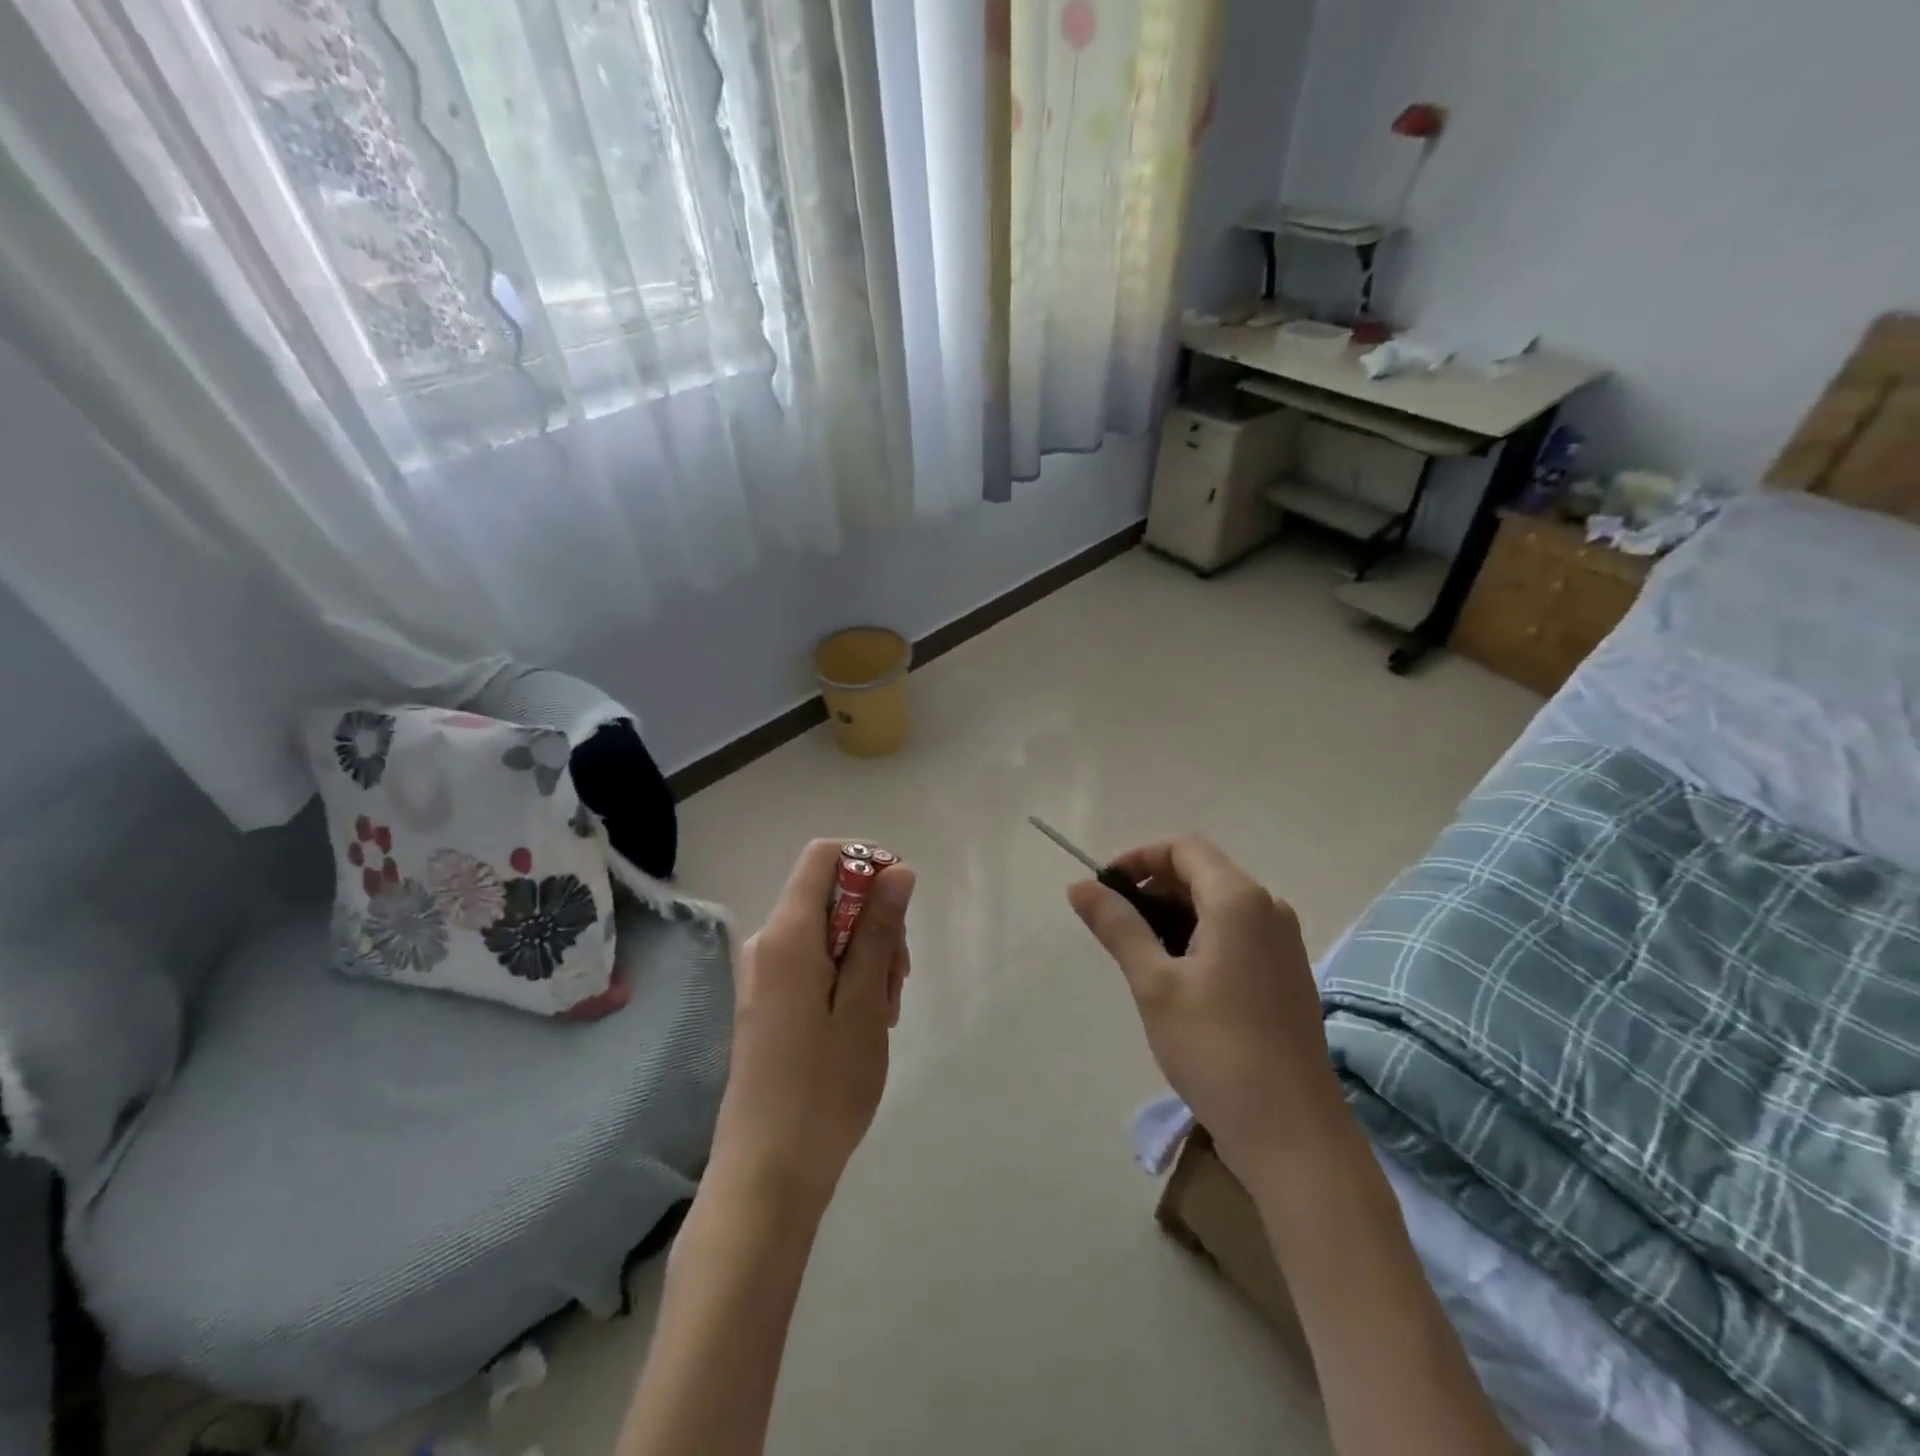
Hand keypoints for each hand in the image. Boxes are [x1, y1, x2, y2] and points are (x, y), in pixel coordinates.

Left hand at [711, 840, 914, 1219]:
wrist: (767, 1173)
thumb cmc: (823, 1087)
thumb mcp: (864, 1003)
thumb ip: (878, 930)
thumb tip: (897, 870)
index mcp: (787, 935)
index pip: (824, 856)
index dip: (867, 862)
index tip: (901, 904)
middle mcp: (768, 943)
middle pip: (830, 896)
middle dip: (875, 921)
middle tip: (898, 980)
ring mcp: (764, 973)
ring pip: (828, 932)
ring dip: (866, 955)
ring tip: (884, 1011)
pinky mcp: (768, 1001)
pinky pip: (814, 963)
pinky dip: (847, 977)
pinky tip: (863, 1021)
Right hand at [1068, 835, 1346, 1176]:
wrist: (1291, 1132)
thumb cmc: (1216, 1048)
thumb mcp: (1154, 983)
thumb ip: (1118, 926)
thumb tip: (1079, 885)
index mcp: (1240, 900)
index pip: (1184, 848)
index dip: (1139, 858)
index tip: (1104, 889)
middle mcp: (1269, 909)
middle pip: (1203, 872)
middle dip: (1153, 887)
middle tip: (1114, 925)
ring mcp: (1283, 943)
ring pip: (1219, 905)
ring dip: (1174, 914)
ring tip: (1139, 955)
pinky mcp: (1286, 974)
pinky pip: (1237, 933)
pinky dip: (1200, 937)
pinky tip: (1177, 977)